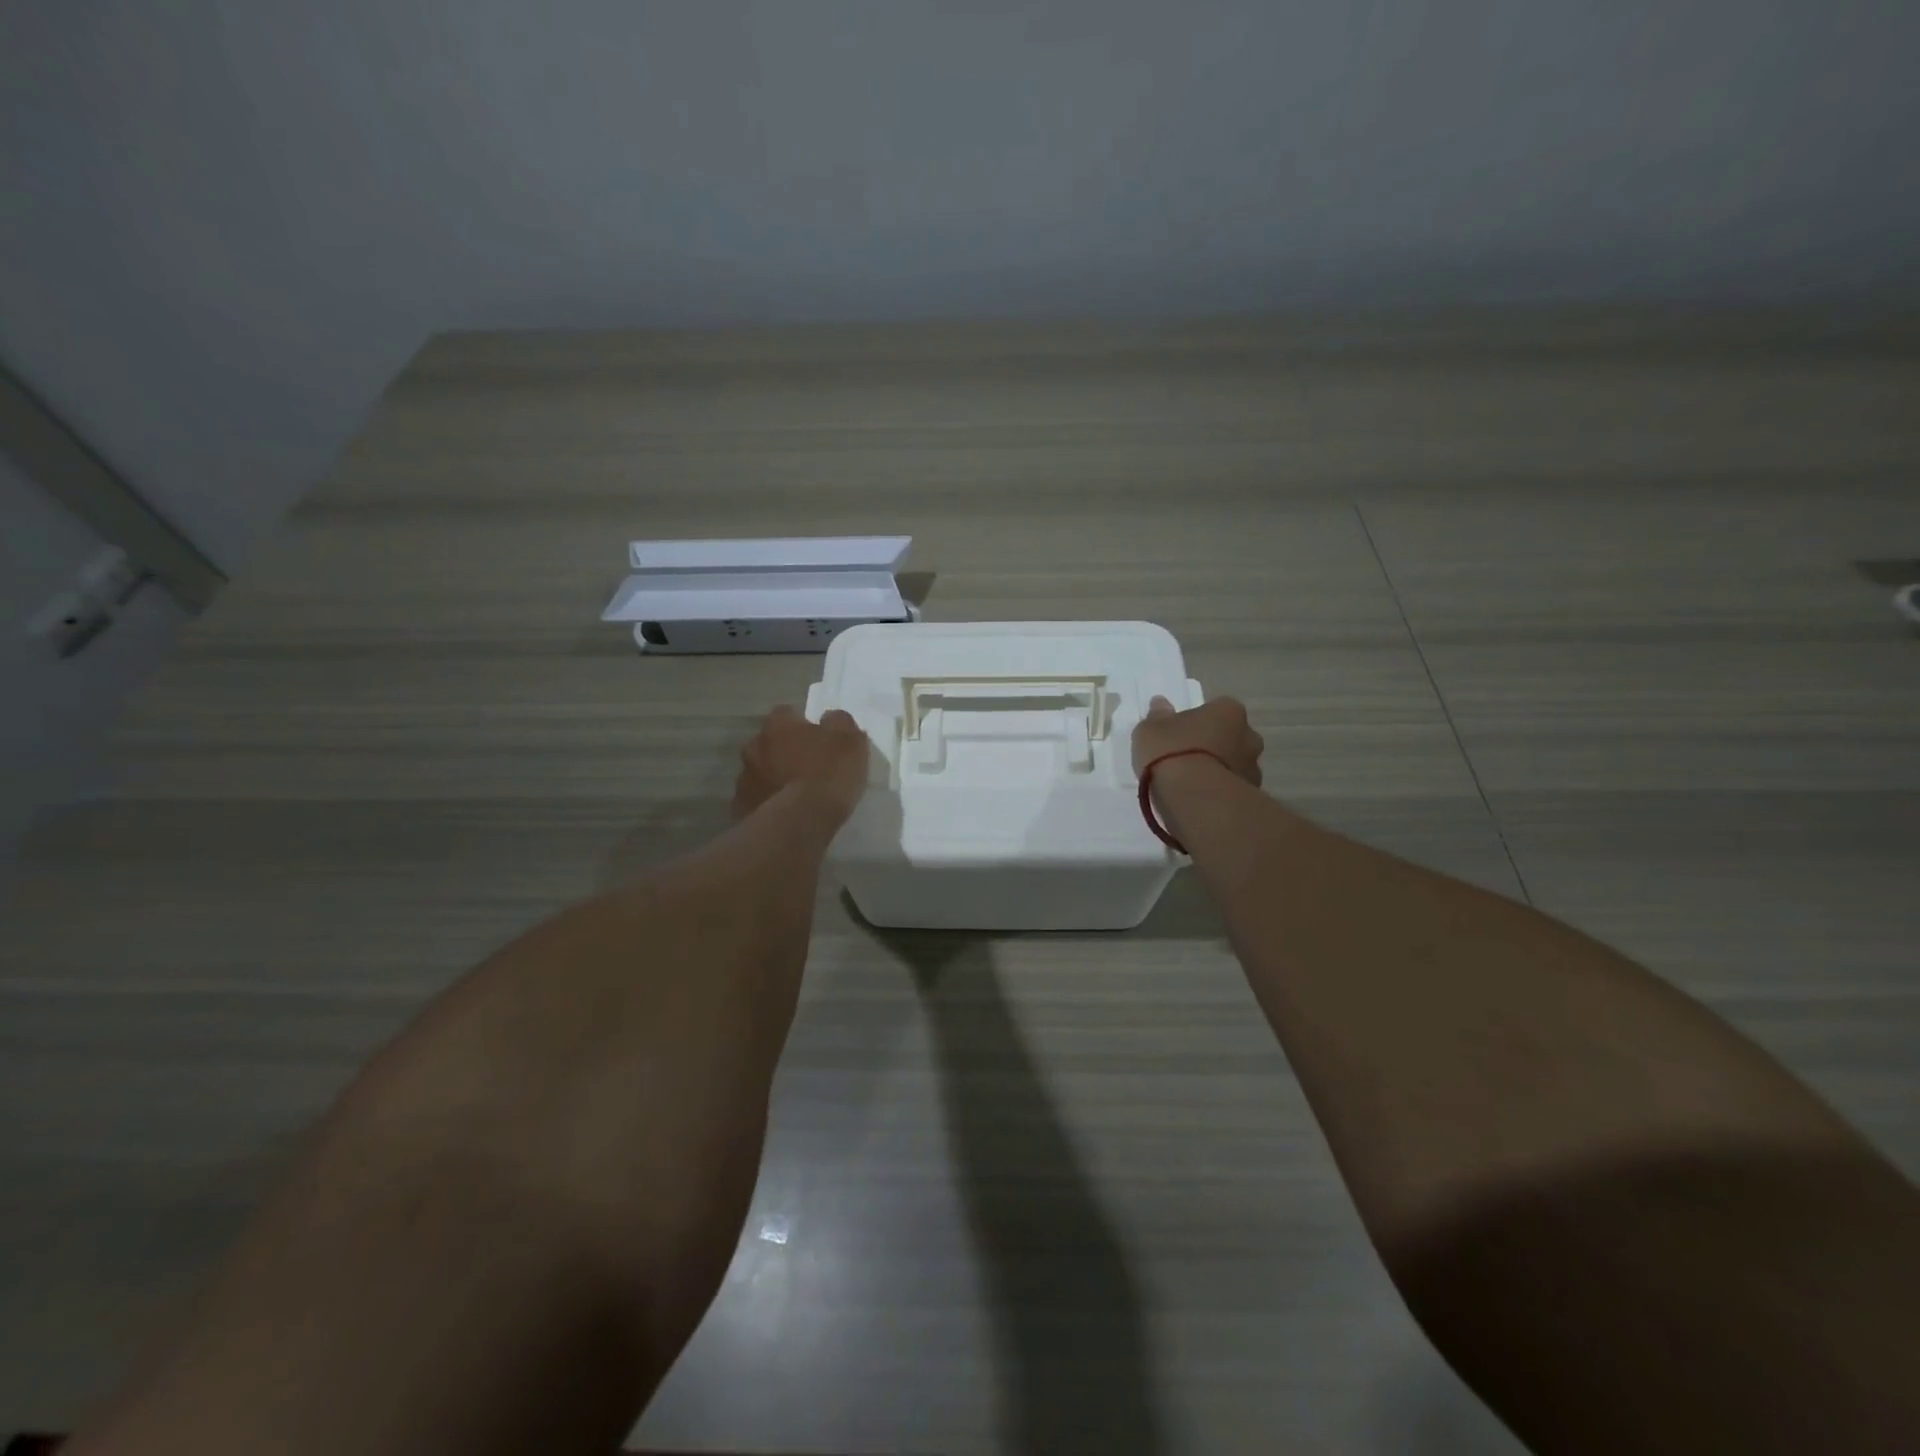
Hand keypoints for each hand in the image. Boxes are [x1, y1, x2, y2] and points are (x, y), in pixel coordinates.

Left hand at [733, 706, 870, 823]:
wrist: (799, 822)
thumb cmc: (827, 774)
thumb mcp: (850, 741)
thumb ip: (839, 723)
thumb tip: (830, 718)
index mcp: (778, 725)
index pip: (787, 713)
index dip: (803, 725)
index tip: (818, 739)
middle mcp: (754, 746)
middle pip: (769, 742)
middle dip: (784, 751)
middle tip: (807, 767)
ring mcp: (744, 778)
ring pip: (760, 771)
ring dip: (774, 777)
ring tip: (796, 794)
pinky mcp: (741, 807)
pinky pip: (756, 799)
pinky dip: (767, 802)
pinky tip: (784, 813)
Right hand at [1132, 695, 1262, 786]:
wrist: (1194, 798)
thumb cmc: (1172, 753)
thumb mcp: (1150, 730)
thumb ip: (1158, 716)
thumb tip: (1161, 705)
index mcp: (1228, 711)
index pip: (1216, 709)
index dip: (1198, 721)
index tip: (1181, 733)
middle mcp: (1249, 735)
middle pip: (1230, 736)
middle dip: (1214, 745)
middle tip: (1187, 758)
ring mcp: (1253, 768)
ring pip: (1234, 764)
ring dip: (1218, 770)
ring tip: (1191, 784)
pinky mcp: (1251, 797)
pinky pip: (1232, 789)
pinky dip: (1220, 791)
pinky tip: (1199, 800)